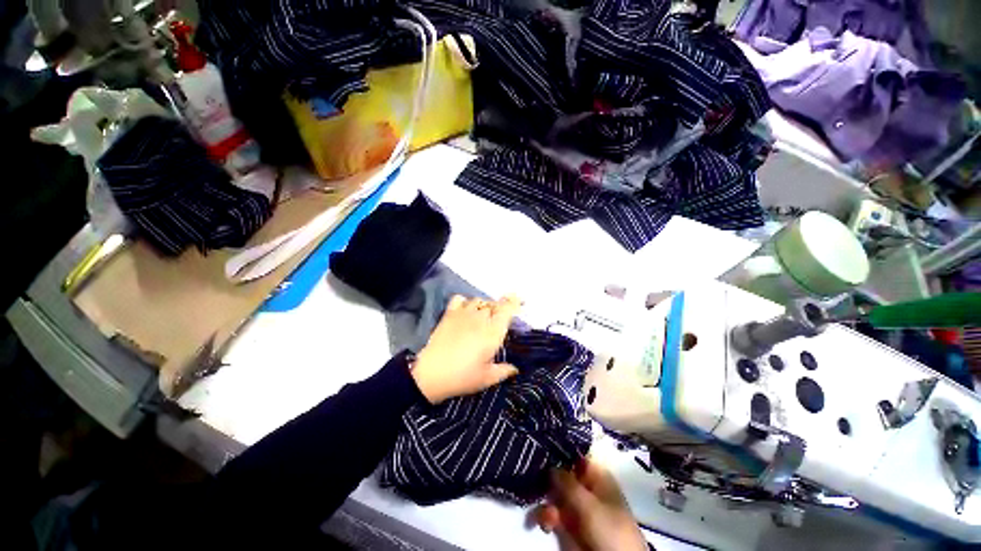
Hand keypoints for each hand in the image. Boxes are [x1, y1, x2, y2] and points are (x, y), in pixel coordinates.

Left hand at [411, 295, 521, 403]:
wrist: (431, 374)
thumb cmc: (462, 377)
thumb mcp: (487, 378)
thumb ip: (504, 371)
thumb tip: (516, 368)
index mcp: (493, 332)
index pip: (507, 309)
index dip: (514, 302)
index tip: (519, 302)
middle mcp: (480, 318)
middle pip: (494, 304)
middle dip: (500, 309)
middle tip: (500, 320)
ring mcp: (464, 314)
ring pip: (479, 300)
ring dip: (484, 305)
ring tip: (484, 316)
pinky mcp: (449, 314)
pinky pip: (460, 299)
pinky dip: (465, 302)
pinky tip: (465, 311)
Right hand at [534, 459, 646, 550]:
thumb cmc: (610, 529)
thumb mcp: (590, 505)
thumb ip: (568, 484)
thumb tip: (550, 466)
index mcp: (597, 477)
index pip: (577, 456)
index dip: (561, 451)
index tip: (543, 447)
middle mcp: (586, 489)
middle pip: (562, 475)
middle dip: (548, 479)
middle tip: (536, 481)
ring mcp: (578, 508)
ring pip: (555, 495)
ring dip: (546, 503)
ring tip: (547, 516)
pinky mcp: (570, 527)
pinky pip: (553, 515)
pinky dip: (546, 518)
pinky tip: (546, 524)